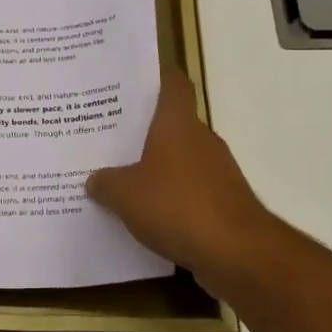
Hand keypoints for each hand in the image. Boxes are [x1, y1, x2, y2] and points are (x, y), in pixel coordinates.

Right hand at [86, 71, 281, 294]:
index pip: (172, 84)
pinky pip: (188, 190)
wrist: (236, 253)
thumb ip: (105, 183)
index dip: (154, 78)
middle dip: (141, 131)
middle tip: (106, 137)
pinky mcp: (223, 202)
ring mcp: (216, 171)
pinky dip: (169, 198)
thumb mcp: (124, 195)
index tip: (129, 83)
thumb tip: (94, 179)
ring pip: (179, 159)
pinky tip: (144, 214)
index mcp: (177, 123)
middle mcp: (200, 139)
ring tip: (118, 178)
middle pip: (170, 124)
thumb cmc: (177, 207)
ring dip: (155, 168)